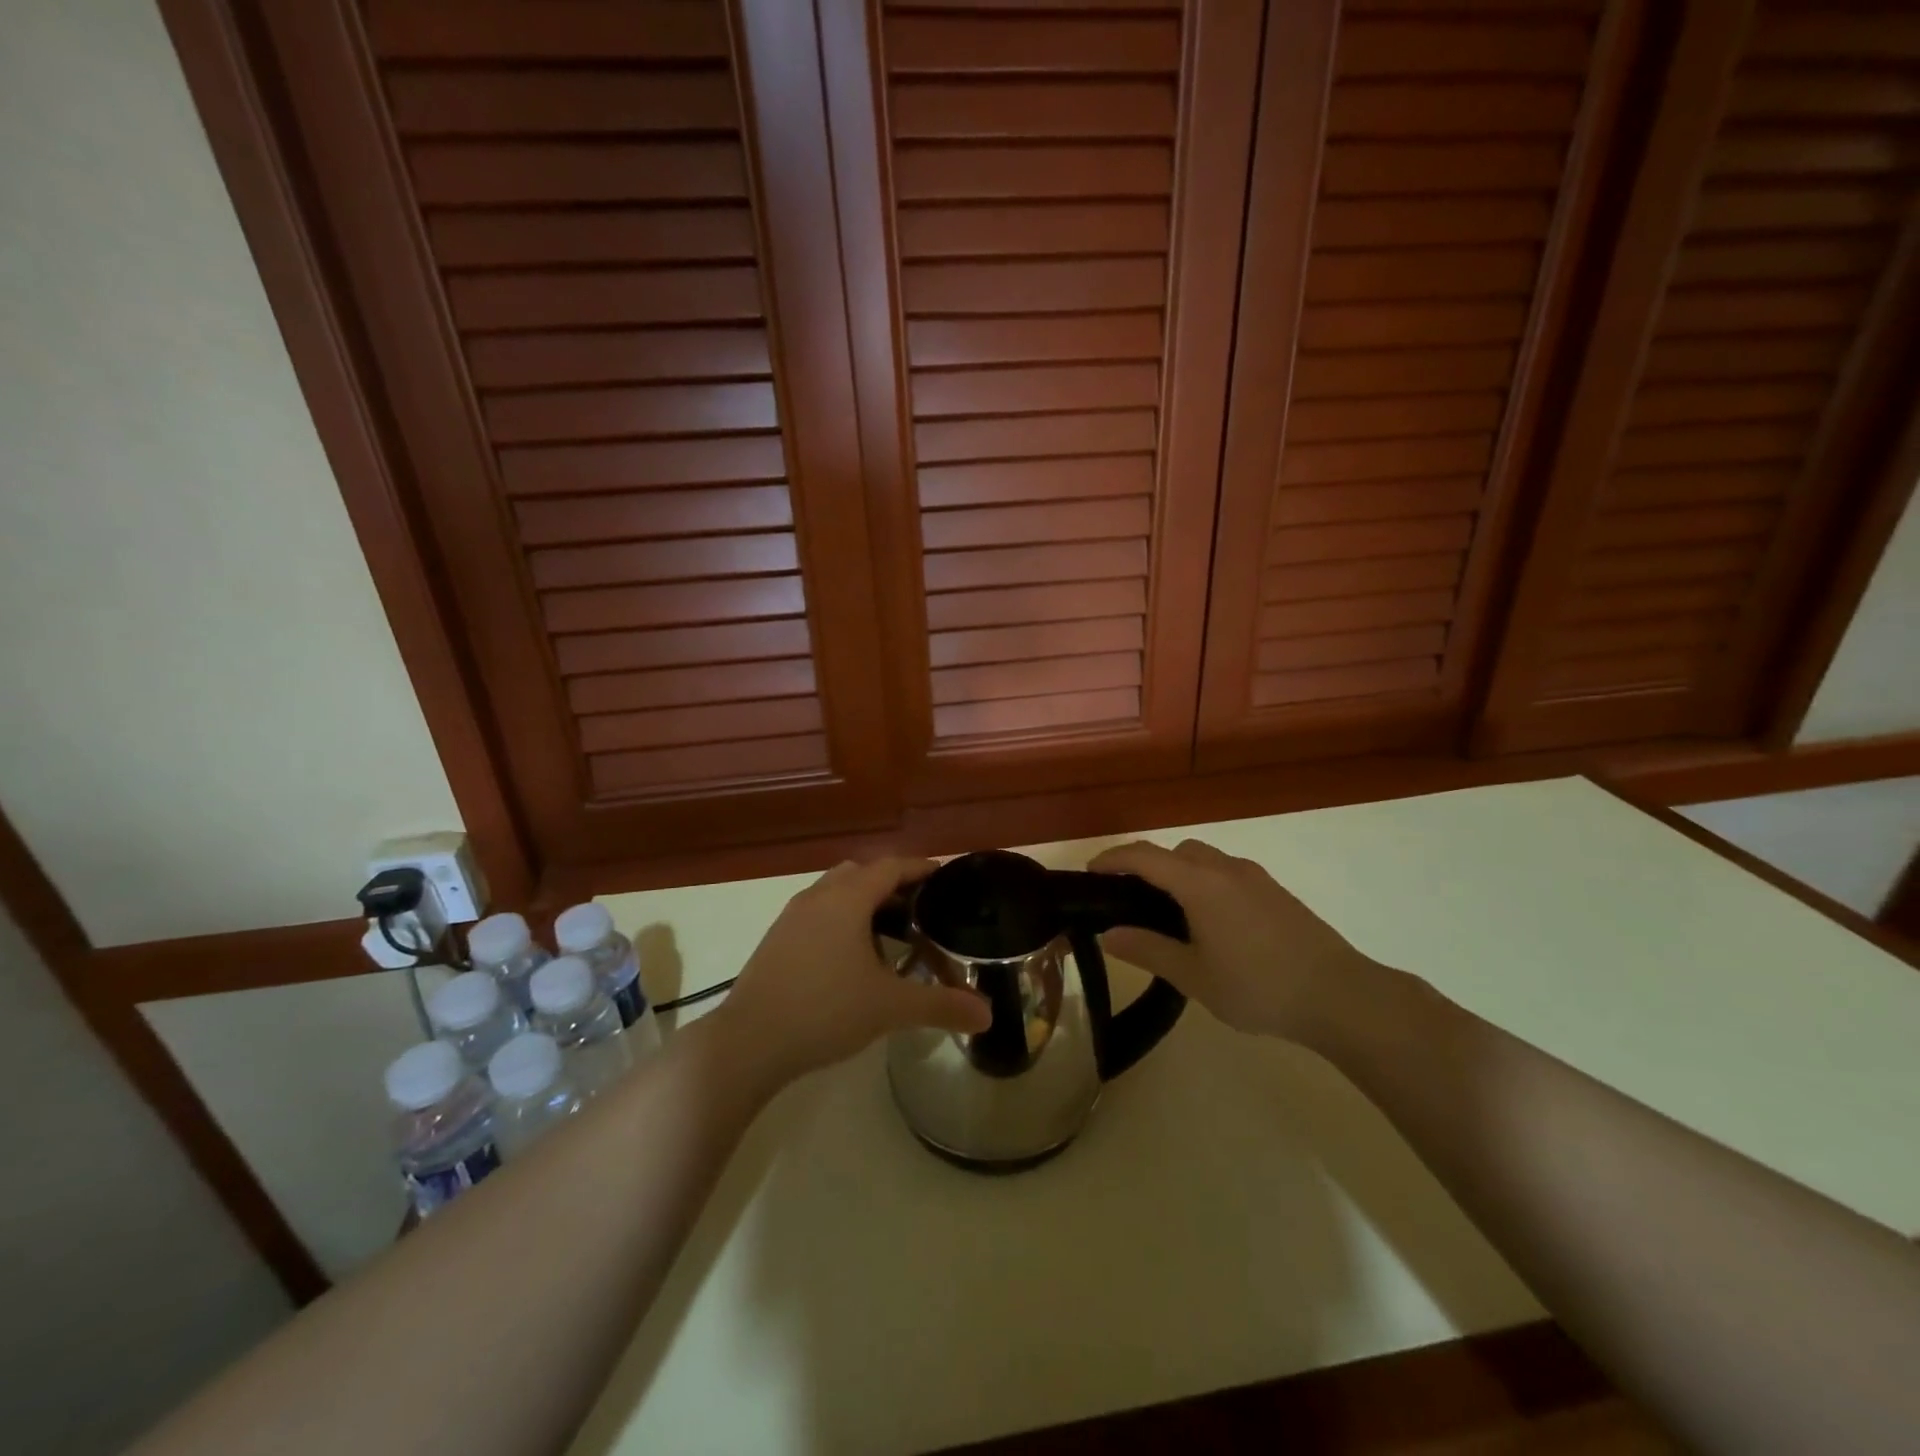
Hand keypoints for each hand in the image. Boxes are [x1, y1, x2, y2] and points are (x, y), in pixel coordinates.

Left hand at [713, 857, 990, 1088]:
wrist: (748, 1042)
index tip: (943, 876)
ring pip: (835, 893)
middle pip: (860, 873)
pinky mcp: (776, 940)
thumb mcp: (890, 1008)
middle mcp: (818, 897)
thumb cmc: (825, 1010)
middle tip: (919, 908)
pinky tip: (851, 958)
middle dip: (891, 884)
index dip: (919, 868)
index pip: (890, 867)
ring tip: (889, 933)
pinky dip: (840, 920)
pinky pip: (817, 914)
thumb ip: (941, 1006)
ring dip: (863, 902)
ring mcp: (791, 917)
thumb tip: (988, 1015)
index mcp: (847, 899)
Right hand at [1089, 839, 1382, 1044]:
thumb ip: (1148, 950)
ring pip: (1205, 859)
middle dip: (1148, 865)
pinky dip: (1206, 883)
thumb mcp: (1194, 976)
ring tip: (1171, 915)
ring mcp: (1255, 878)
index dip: (1113, 859)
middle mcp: (1226, 869)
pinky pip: (1228, 873)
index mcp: (1200, 884)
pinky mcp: (1276, 892)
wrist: (1341, 995)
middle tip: (1130, 900)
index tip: (1090, 872)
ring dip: (1179, 873)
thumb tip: (1107, 934)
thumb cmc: (1259, 986)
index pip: (1144, 856)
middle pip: (1175, 851)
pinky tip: (1212, 924)